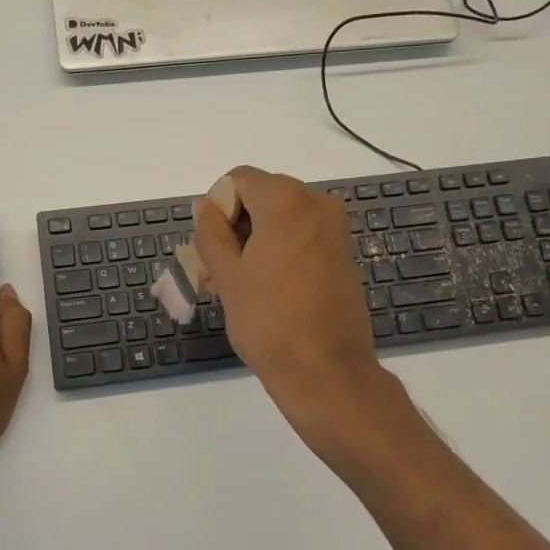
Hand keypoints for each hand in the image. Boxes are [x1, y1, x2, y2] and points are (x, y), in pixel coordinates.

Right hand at [191, 166, 383, 416]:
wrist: (325, 370)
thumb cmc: (268, 321)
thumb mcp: (227, 276)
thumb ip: (211, 232)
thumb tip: (205, 205)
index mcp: (286, 201)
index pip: (238, 180)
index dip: (217, 207)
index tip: (211, 247)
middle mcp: (317, 203)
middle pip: (262, 196)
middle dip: (236, 225)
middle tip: (217, 269)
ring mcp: (335, 229)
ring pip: (282, 218)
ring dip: (256, 240)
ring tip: (238, 284)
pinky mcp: (344, 254)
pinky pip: (303, 236)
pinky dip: (281, 250)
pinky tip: (268, 288)